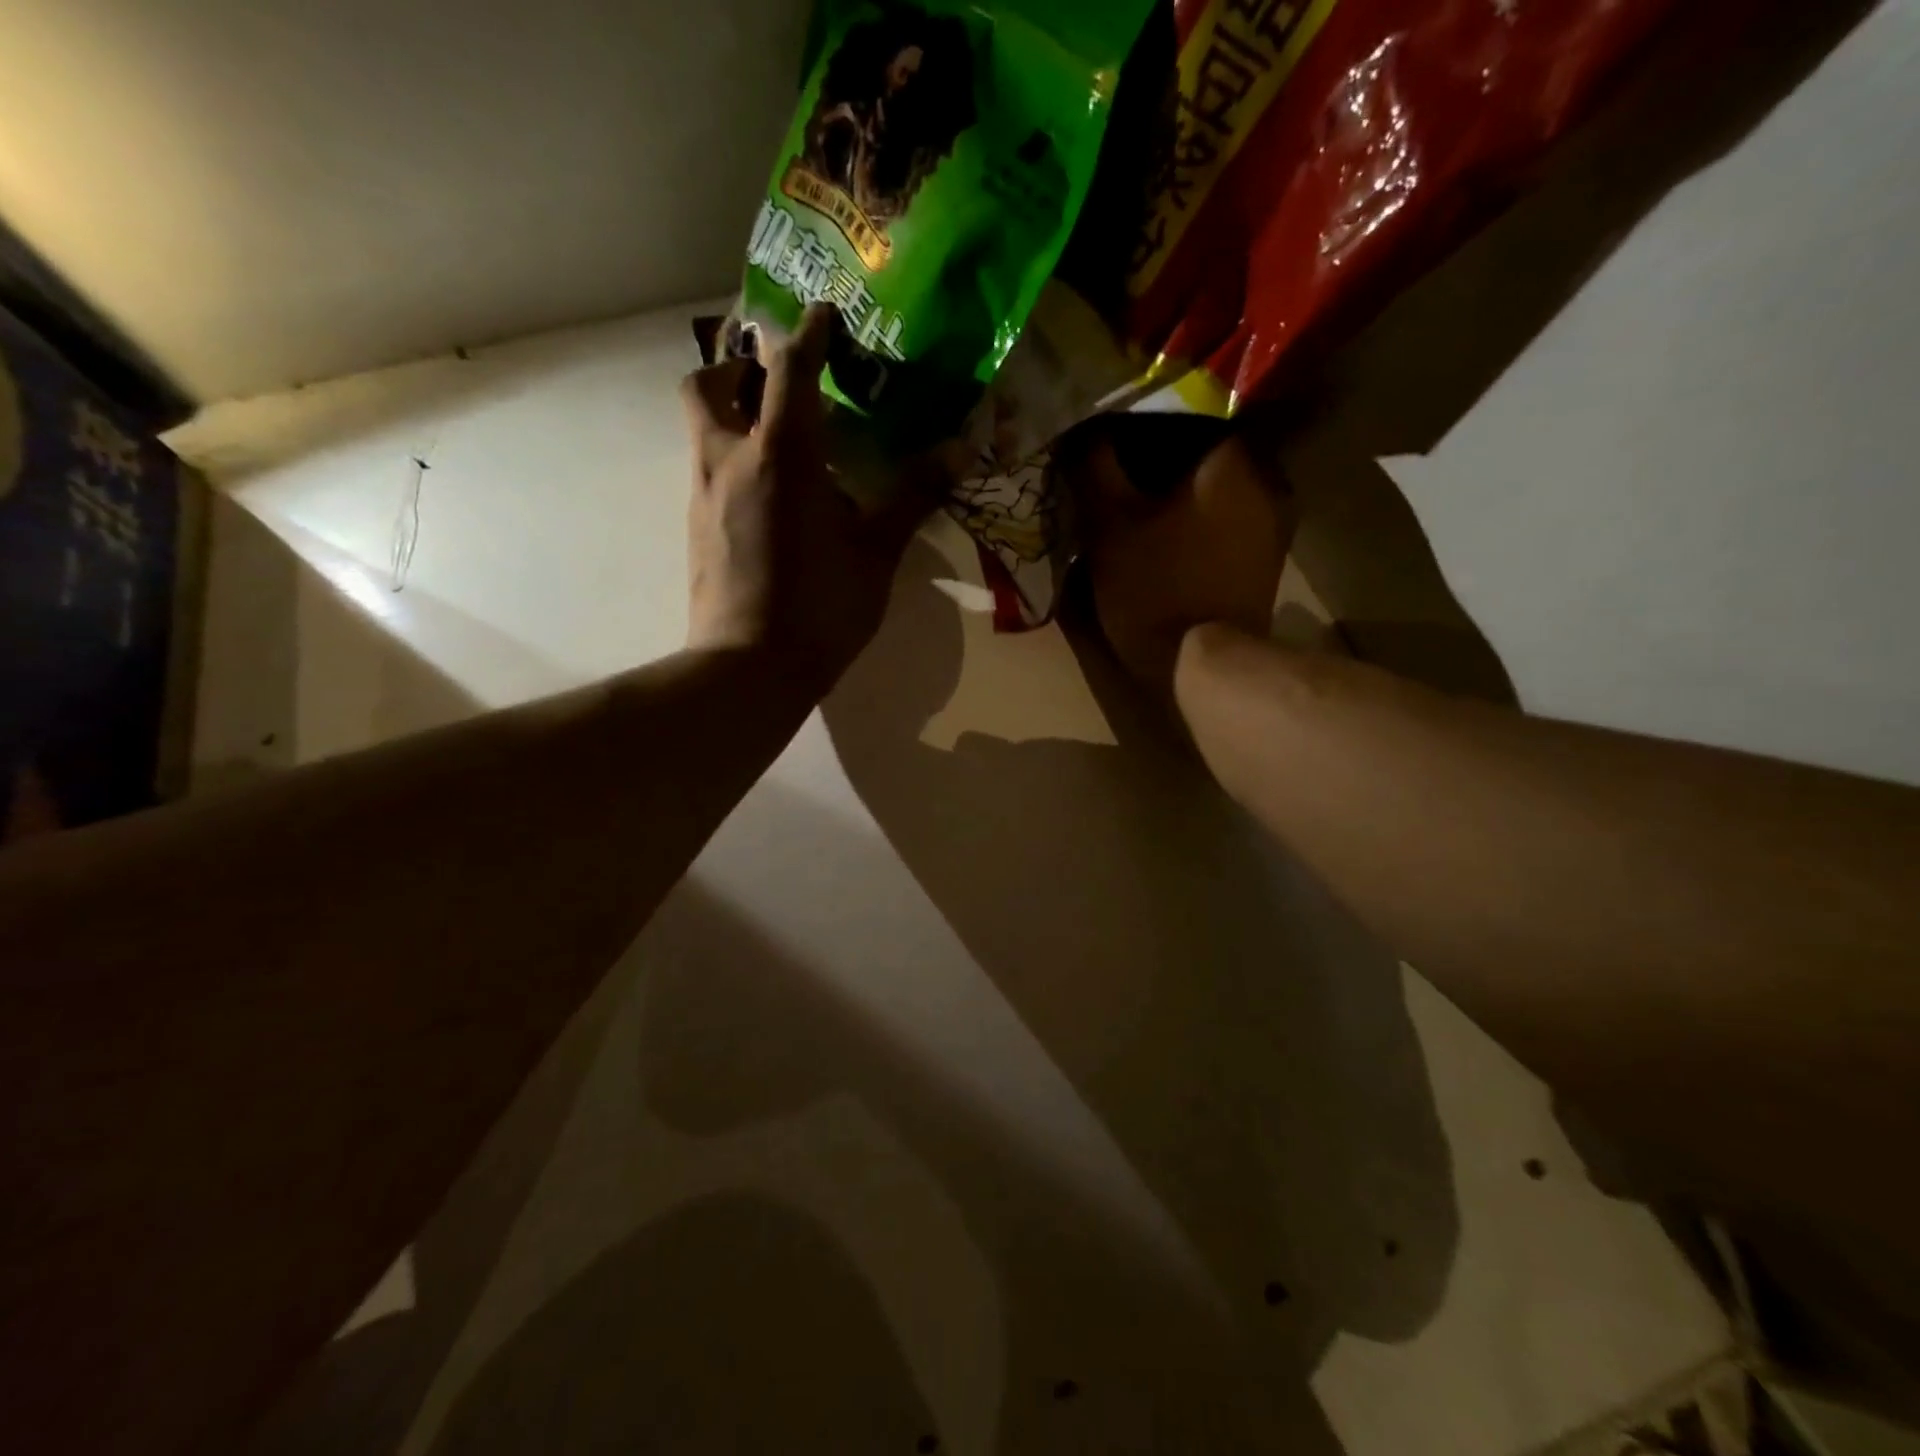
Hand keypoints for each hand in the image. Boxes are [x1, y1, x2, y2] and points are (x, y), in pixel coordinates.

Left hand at [681, 304, 932, 692]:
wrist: (748, 670)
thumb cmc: (820, 610)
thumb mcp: (876, 554)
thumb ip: (912, 497)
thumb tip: (958, 452)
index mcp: (781, 456)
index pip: (788, 368)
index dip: (810, 333)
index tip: (826, 315)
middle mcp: (729, 460)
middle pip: (709, 381)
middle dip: (739, 366)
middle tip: (778, 384)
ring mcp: (702, 494)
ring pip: (701, 426)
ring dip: (732, 412)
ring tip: (780, 442)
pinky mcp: (694, 528)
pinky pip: (707, 469)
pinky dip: (732, 459)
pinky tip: (770, 497)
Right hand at [1077, 432, 1294, 700]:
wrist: (1201, 665)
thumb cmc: (1154, 587)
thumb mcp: (1109, 524)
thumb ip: (1096, 466)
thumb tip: (1084, 429)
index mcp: (1231, 460)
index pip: (1189, 410)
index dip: (1144, 418)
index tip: (1113, 430)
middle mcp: (1266, 480)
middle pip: (1204, 449)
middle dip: (1161, 455)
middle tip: (1120, 463)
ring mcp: (1272, 523)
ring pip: (1216, 486)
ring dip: (1180, 488)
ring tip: (1139, 498)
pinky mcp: (1266, 558)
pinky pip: (1226, 518)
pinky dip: (1198, 517)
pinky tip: (1167, 530)